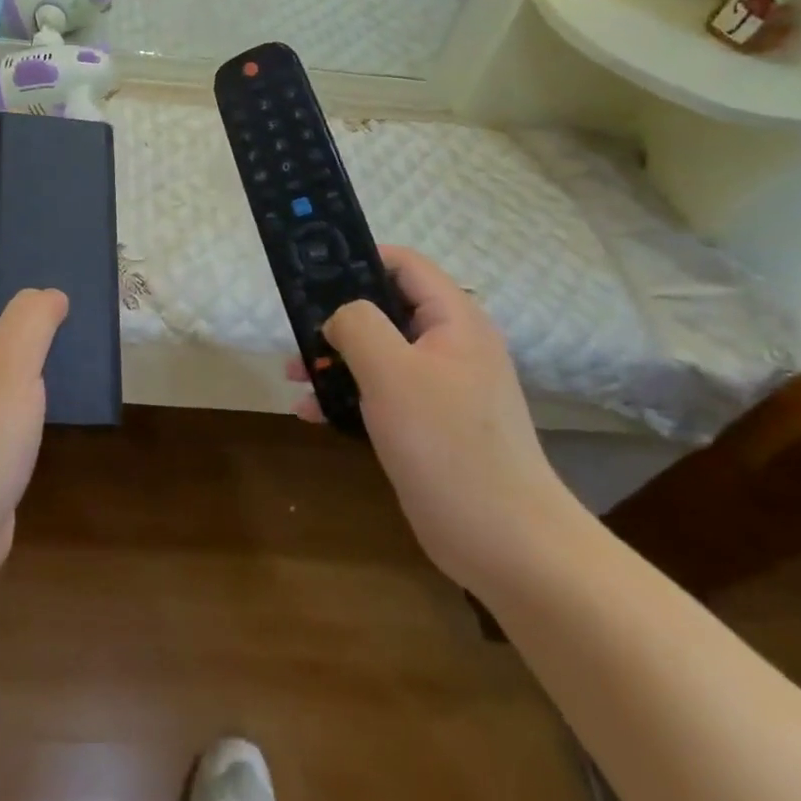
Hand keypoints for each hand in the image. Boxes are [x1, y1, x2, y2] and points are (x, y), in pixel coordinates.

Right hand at [288, 247, 583, 592]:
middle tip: (295, 333)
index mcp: (454, 320)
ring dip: (335, 359)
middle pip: (386, 309)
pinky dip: (349, 395)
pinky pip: (384, 393)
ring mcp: (443, 387)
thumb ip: (358, 324)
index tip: (312, 273)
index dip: (358, 259)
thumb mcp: (392, 372)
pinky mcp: (431, 424)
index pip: (404, 265)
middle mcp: (451, 345)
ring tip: (294, 376)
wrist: (506, 542)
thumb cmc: (447, 443)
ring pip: (379, 353)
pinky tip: (313, 413)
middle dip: (336, 318)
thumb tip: (340, 315)